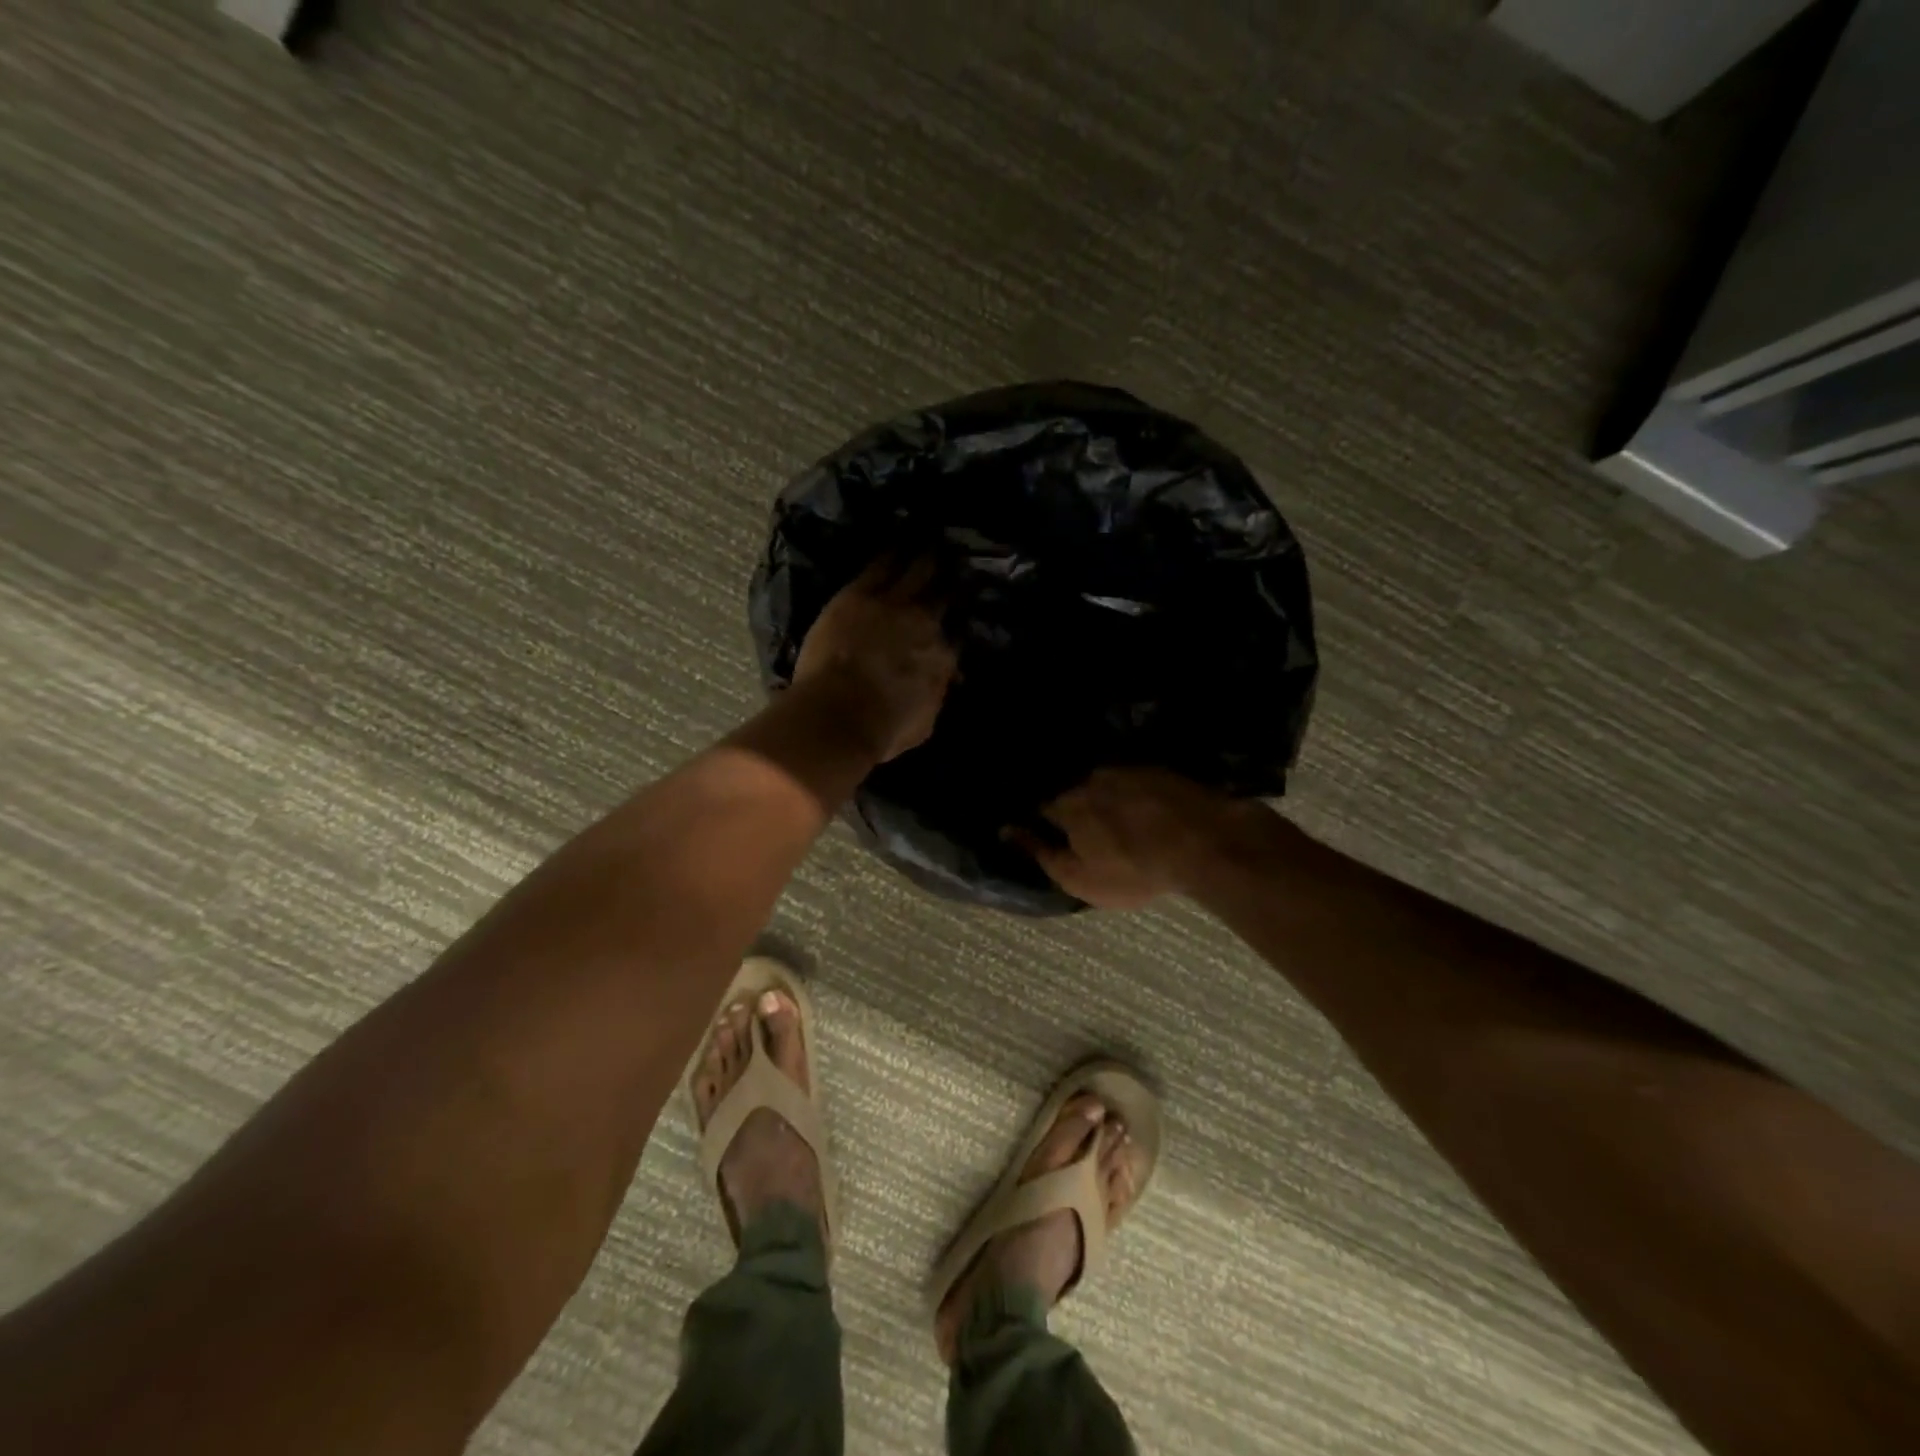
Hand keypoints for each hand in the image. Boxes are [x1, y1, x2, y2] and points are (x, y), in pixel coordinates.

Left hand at [792, 557, 958, 761]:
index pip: (953, 636)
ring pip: (917, 570)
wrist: (841, 714)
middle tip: (954, 562)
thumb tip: (942, 684)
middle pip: (942, 594)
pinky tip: (899, 538)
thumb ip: (934, 697)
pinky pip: (881, 565)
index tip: (955, 617)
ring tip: (933, 541)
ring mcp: (893, 604)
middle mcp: (925, 623)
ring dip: (926, 556)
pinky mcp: (859, 594)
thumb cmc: (882, 729)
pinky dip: (893, 552)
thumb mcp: (923, 722)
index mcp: (942, 658)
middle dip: (949, 579)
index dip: (954, 625)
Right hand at [1012, 768, 1268, 909]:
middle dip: (1080, 808)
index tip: (1051, 833)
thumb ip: (1040, 853)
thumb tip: (1006, 830)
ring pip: (1109, 785)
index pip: (1043, 809)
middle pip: (1077, 793)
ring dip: (1110, 800)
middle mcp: (1092, 779)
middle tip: (1093, 831)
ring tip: (1124, 820)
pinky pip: (1139, 781)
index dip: (1044, 822)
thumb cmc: (1133, 870)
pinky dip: (1138, 794)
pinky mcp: (1161, 770)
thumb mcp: (1079, 877)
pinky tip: (1151, 811)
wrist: (1203, 842)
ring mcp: (1129, 770)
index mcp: (1068, 805)